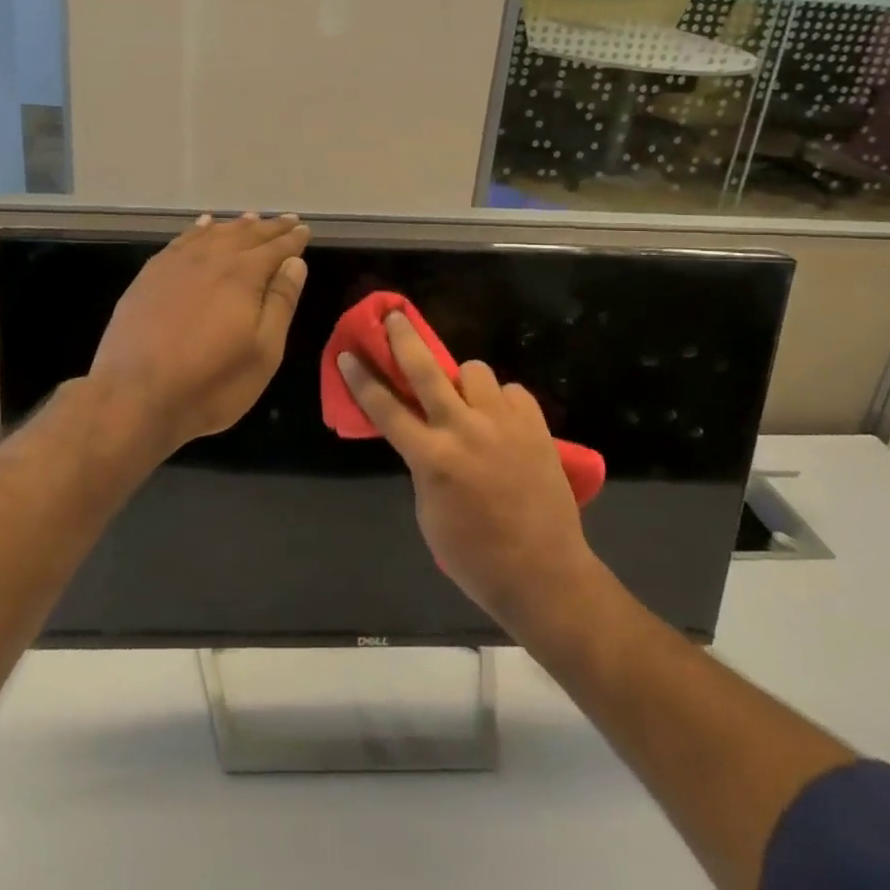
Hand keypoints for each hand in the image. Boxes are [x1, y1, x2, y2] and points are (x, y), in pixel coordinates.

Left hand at [90, 213, 309, 453]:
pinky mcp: (150, 275)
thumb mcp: (262, 352)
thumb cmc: (210, 382)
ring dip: (236, 226)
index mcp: (243, 275)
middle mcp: (211, 258)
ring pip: (213, 233)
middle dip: (270, 228)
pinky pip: (182, 240)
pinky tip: (204, 225)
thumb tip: (295, 263)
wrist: (133, 396)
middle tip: (288, 220)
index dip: (293, 239)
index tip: (305, 229)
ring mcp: (176, 264)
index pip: (275, 249)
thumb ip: (280, 302)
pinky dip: (199, 229)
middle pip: (246, 235)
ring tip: (252, 219)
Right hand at [338, 311, 598, 636]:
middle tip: (394, 316)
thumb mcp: (428, 512)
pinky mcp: (536, 426)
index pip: (385, 408)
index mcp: (431, 458)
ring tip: (468, 401)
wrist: (542, 572)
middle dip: (404, 338)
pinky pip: (512, 392)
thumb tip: (425, 435)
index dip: (361, 378)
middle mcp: (464, 430)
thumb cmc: (473, 555)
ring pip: (475, 372)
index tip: (347, 353)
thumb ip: (423, 464)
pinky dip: (502, 401)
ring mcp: (503, 424)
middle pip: (426, 370)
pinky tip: (502, 421)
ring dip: (464, 381)